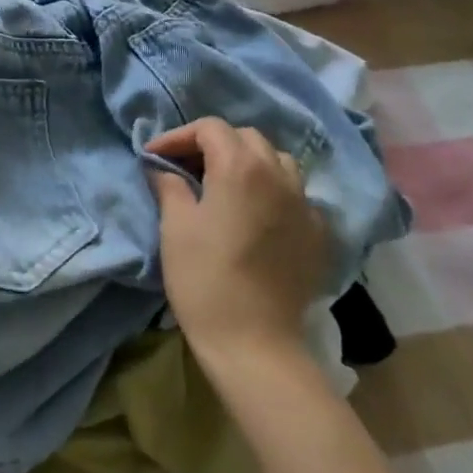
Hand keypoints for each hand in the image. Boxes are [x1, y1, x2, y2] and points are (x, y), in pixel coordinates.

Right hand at [145, 117, 328, 364]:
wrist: (255, 342)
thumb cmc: (204, 278)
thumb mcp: (175, 226)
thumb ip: (170, 186)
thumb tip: (163, 168)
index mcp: (240, 167)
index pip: (210, 129)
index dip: (179, 137)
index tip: (155, 157)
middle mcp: (278, 175)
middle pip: (245, 138)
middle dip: (213, 144)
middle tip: (185, 166)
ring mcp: (305, 204)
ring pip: (277, 161)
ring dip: (248, 162)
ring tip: (224, 184)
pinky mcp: (318, 233)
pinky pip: (296, 194)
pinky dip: (273, 191)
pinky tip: (257, 214)